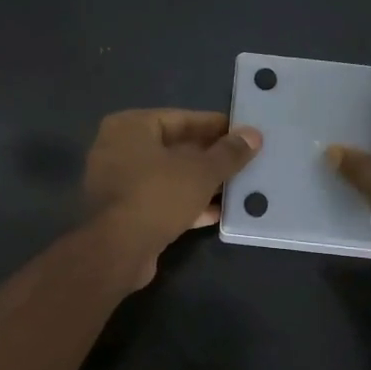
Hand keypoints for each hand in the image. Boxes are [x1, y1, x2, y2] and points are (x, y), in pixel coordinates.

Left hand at [84, 109, 262, 282]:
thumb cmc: (157, 195)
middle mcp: (118, 149)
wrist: (117, 251)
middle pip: (174, 147)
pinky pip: (161, 200)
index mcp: (130, 127)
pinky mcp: (124, 212)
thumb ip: (229, 153)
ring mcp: (118, 182)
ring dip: (200, 182)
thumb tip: (253, 135)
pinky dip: (186, 203)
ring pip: (168, 176)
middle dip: (209, 156)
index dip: (214, 126)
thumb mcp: (201, 171)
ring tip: (236, 186)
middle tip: (242, 159)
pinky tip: (217, 212)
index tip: (241, 133)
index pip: (180, 118)